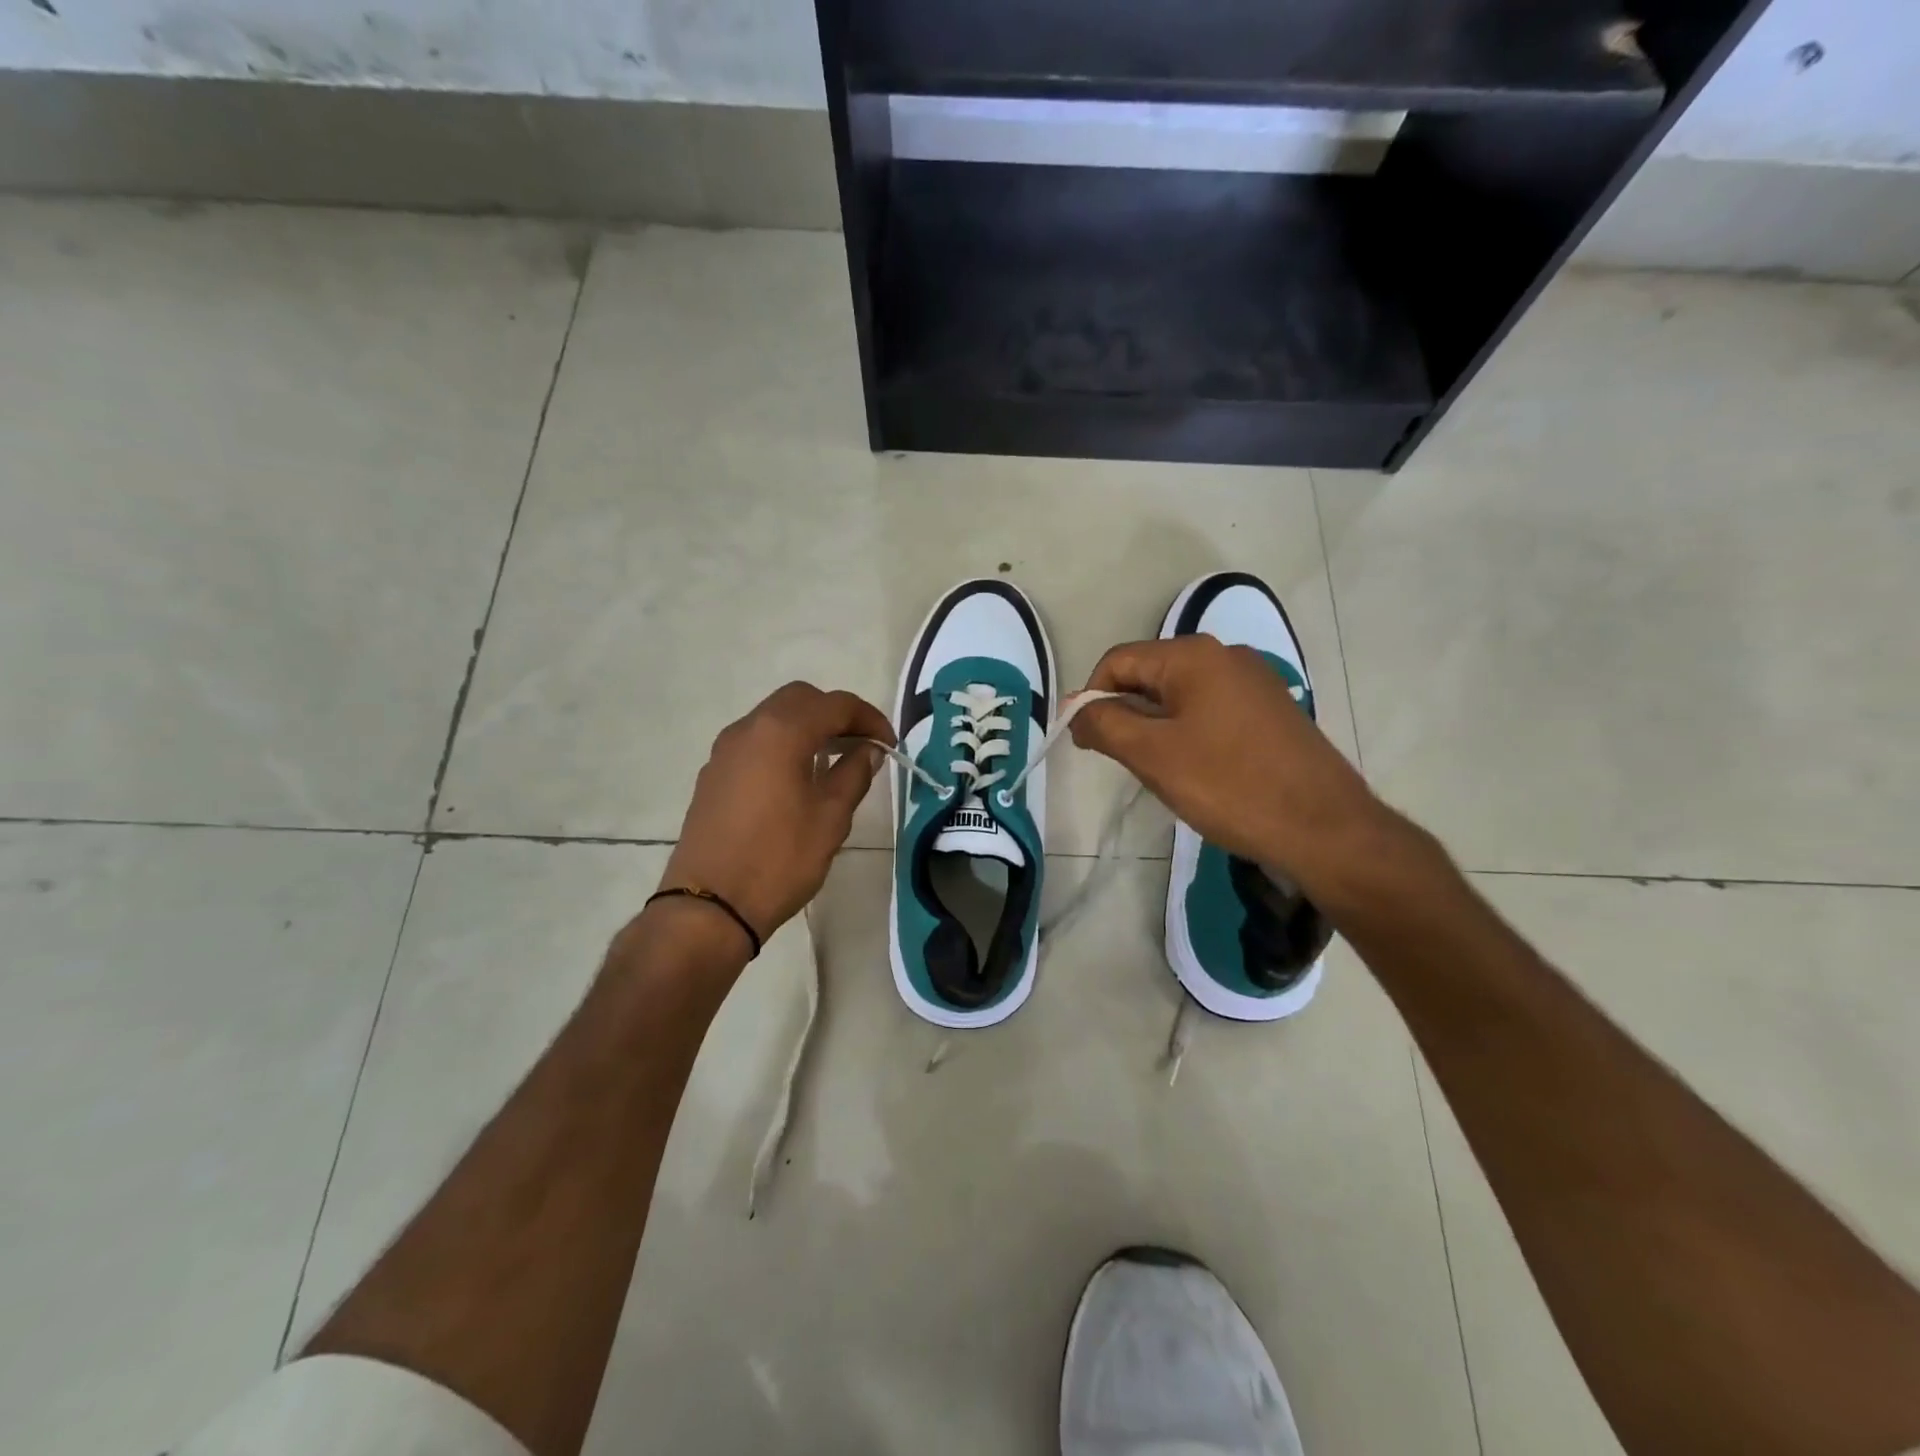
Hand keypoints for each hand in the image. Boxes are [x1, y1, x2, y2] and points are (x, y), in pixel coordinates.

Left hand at [659, 682, 890, 950]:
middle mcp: (748, 729)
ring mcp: (725, 751)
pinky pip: (755, 742)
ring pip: (774, 718)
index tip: (889, 744)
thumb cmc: (779, 860)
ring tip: (834, 761)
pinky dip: (783, 745)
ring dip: (808, 728)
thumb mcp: (830, 818)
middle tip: (862, 745)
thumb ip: (854, 773)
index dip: (869, 718)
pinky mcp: (713, 775)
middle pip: (800, 700)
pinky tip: (798, 779)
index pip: (835, 704)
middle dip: (836, 714)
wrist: (709, 907)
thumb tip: (868, 749)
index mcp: (781, 732)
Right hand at [1070, 636, 1391, 897]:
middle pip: (1150, 675)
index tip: (1085, 742)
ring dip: (1156, 727)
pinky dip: (1188, 733)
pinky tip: (1197, 771)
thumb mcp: (1153, 755)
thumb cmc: (1230, 785)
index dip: (1091, 698)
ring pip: (1180, 696)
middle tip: (1122, 762)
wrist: (1324, 828)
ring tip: (1161, 772)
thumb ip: (1105, 724)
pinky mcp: (1270, 710)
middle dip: (1125, 714)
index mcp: (1193, 656)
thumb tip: (1077, 710)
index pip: (1118, 661)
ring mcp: (1253, 682)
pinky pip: (1211, 710)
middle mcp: (1225, 655)